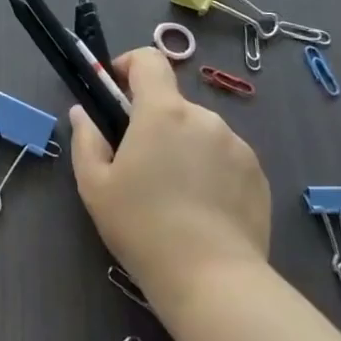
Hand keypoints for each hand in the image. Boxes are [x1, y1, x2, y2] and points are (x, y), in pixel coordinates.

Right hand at [70, 48, 270, 301]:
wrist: (213, 280)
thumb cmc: (143, 227)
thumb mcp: (94, 185)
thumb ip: (86, 139)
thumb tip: (83, 114)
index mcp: (163, 112)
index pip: (149, 60)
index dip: (129, 65)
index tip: (115, 91)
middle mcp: (204, 118)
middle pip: (172, 103)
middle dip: (153, 121)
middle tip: (138, 163)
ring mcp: (237, 145)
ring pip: (199, 132)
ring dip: (182, 146)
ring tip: (173, 193)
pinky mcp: (258, 174)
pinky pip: (225, 157)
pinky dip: (209, 169)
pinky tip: (201, 209)